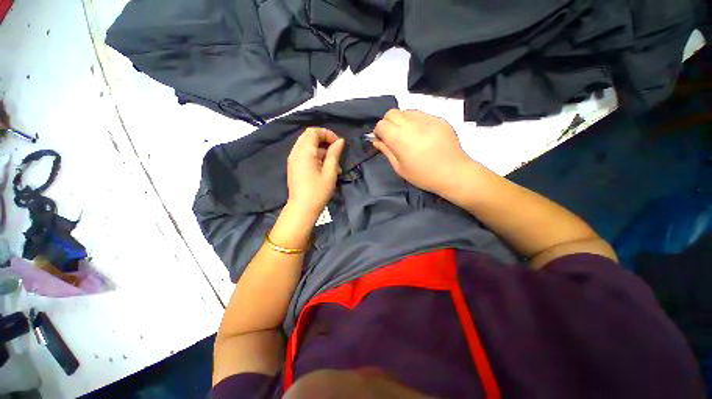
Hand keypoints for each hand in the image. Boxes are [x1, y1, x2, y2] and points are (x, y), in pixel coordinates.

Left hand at [286, 127, 344, 217]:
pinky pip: (304, 155)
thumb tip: (340, 141)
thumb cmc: (318, 191)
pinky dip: (315, 157)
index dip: (327, 134)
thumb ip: (334, 154)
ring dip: (321, 151)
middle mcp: (296, 152)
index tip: (338, 144)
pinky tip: (325, 169)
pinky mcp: (294, 167)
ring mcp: (293, 160)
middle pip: (309, 137)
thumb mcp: (330, 172)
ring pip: (307, 146)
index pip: (313, 132)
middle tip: (336, 151)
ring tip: (334, 165)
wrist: (302, 209)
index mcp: (304, 152)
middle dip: (324, 141)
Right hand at [373, 109, 472, 194]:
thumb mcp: (399, 168)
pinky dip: (416, 121)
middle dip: (388, 123)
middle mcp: (412, 125)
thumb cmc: (423, 176)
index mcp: (400, 139)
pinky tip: (422, 135)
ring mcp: (428, 119)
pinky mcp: (439, 119)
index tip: (383, 141)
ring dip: (402, 121)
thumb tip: (376, 140)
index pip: (381, 124)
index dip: (379, 132)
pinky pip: (421, 114)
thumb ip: (386, 151)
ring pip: (406, 111)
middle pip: (391, 113)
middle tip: (394, 137)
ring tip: (409, 135)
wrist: (454, 173)